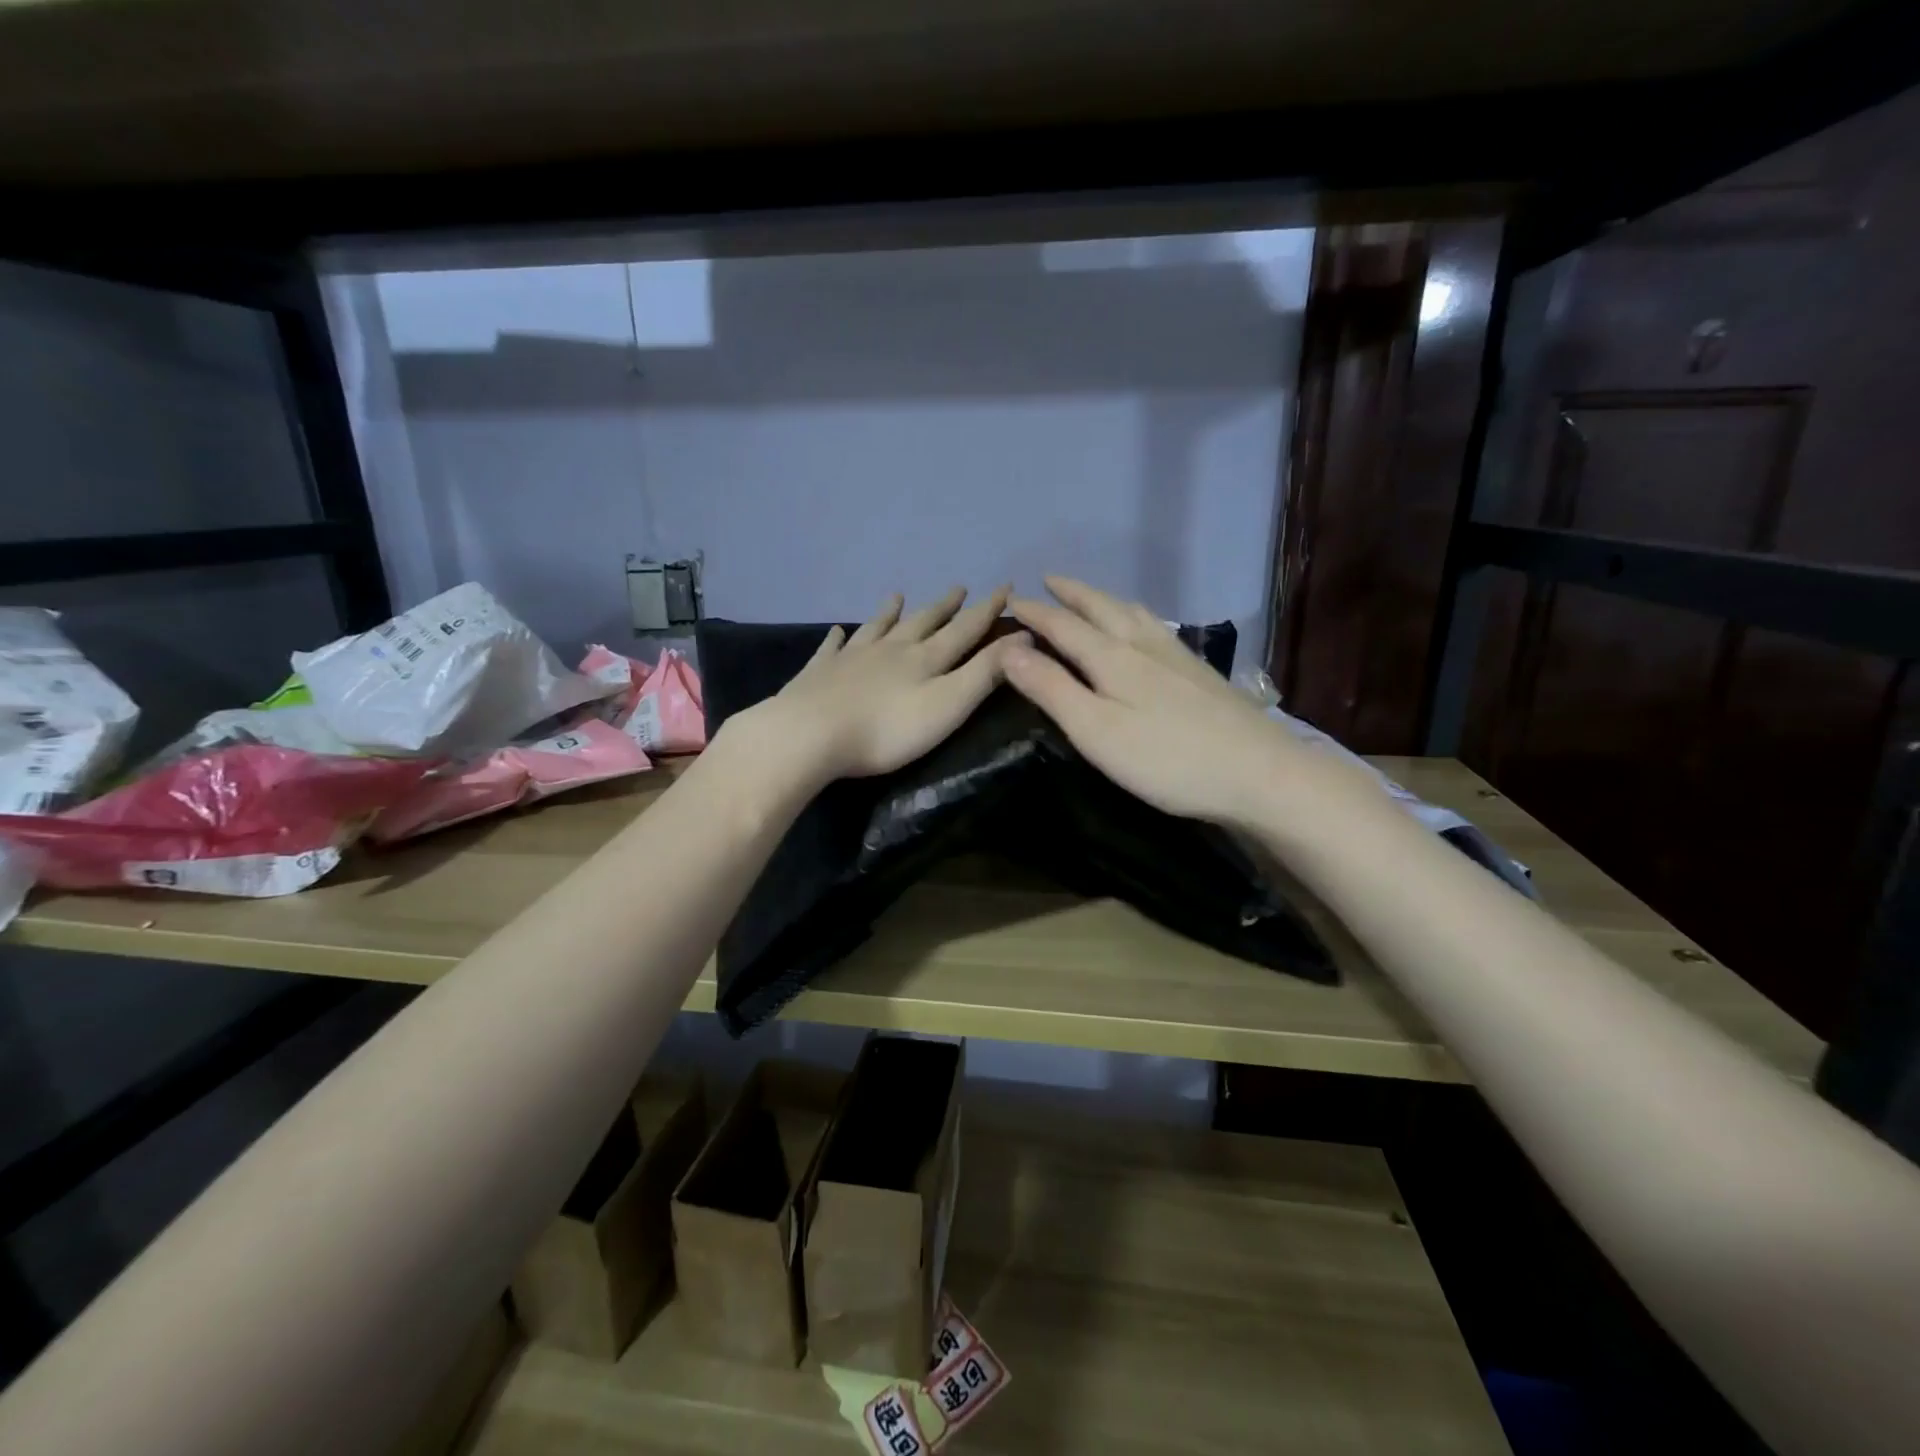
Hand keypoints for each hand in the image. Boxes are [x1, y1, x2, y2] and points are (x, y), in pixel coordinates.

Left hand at [747, 586, 1021, 782]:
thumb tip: (1022, 637)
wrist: (811, 734)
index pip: (965, 629)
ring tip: (897, 595)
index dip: (987, 609)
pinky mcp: (821, 673)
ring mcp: (852, 658)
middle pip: (922, 622)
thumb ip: (985, 672)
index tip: (1005, 587)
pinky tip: (837, 631)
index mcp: (925, 658)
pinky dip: (838, 638)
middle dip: (944, 606)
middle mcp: (891, 649)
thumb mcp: (949, 704)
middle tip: (958, 588)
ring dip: (890, 613)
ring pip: (877, 628)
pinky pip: (832, 648)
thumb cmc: (888, 729)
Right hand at [1003, 577, 1300, 827]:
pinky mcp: (1201, 673)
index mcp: (1113, 658)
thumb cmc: (1167, 759)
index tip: (1011, 600)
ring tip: (1092, 597)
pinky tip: (1148, 629)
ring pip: (1134, 614)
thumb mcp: (1096, 731)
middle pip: (1102, 608)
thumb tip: (1008, 650)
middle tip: (1049, 580)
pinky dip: (1137, 616)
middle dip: (1072, 594)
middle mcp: (1144, 645)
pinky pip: (1158, 627)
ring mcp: (1178, 657)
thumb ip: (1052, 690)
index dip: (1036, 612)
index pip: (1064, 625)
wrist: (1260, 773)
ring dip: (1105, 600)